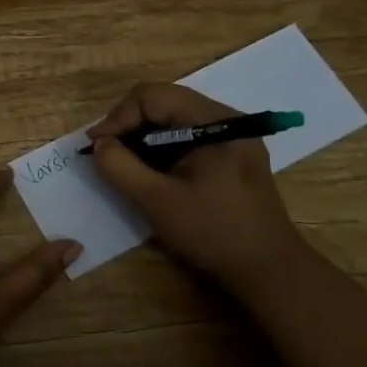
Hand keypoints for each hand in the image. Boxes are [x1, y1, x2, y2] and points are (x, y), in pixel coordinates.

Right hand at [86, 83, 308, 292]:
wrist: (269, 270)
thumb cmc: (213, 232)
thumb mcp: (156, 201)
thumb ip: (119, 167)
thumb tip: (99, 144)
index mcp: (215, 121)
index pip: (152, 96)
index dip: (118, 117)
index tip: (97, 147)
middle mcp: (226, 118)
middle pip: (163, 102)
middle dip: (129, 125)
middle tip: (106, 154)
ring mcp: (232, 136)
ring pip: (173, 119)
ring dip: (143, 137)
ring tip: (124, 164)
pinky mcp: (232, 155)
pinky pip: (187, 136)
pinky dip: (161, 148)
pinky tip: (151, 173)